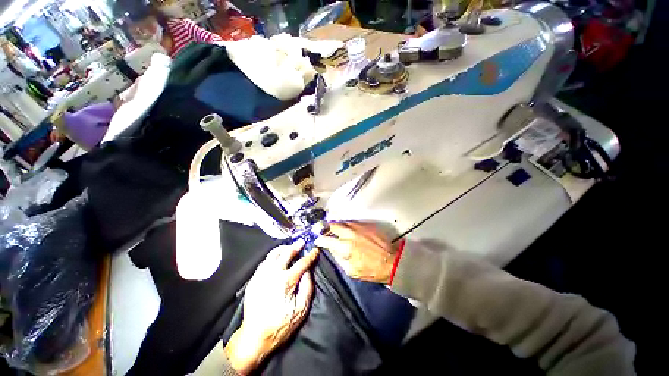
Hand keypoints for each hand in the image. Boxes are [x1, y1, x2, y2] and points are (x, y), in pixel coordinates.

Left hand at [225, 240, 318, 373]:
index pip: (302, 263)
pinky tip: (277, 258)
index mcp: (286, 281)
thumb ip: (307, 287)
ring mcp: (261, 275)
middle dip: (296, 246)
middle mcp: (273, 274)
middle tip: (302, 241)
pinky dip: (273, 256)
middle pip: (286, 253)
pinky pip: (264, 261)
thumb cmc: (281, 324)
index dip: (310, 255)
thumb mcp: (301, 309)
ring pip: (273, 254)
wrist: (254, 336)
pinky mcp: (254, 279)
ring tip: (289, 247)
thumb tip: (308, 271)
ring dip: (283, 248)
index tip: (315, 250)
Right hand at [314, 222, 396, 283]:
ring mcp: (359, 227)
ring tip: (333, 230)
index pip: (327, 239)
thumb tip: (332, 249)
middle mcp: (350, 234)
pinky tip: (346, 230)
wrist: (392, 261)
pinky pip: (352, 222)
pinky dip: (346, 226)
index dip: (319, 240)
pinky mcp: (366, 225)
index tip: (317, 240)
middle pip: (332, 225)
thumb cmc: (371, 270)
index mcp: (345, 247)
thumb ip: (339, 258)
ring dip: (336, 226)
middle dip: (324, 227)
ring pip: (342, 222)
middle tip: (321, 230)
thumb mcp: (351, 270)